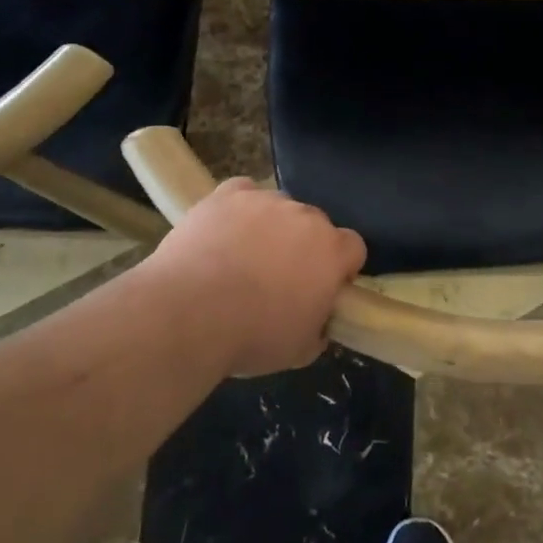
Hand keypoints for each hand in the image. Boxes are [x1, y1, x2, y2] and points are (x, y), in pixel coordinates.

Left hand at [143, 179, 365, 375]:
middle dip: (304, 246)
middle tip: (280, 277)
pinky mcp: (228, 194)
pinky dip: (238, 209)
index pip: (353, 247)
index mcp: (332, 251)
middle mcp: (306, 216)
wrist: (189, 313)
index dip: (341, 267)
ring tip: (243, 256)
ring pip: (279, 208)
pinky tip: (223, 231)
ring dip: (271, 227)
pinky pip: (243, 193)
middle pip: (316, 224)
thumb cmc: (252, 336)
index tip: (324, 287)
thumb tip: (318, 323)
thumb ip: (318, 329)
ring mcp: (266, 201)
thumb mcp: (300, 350)